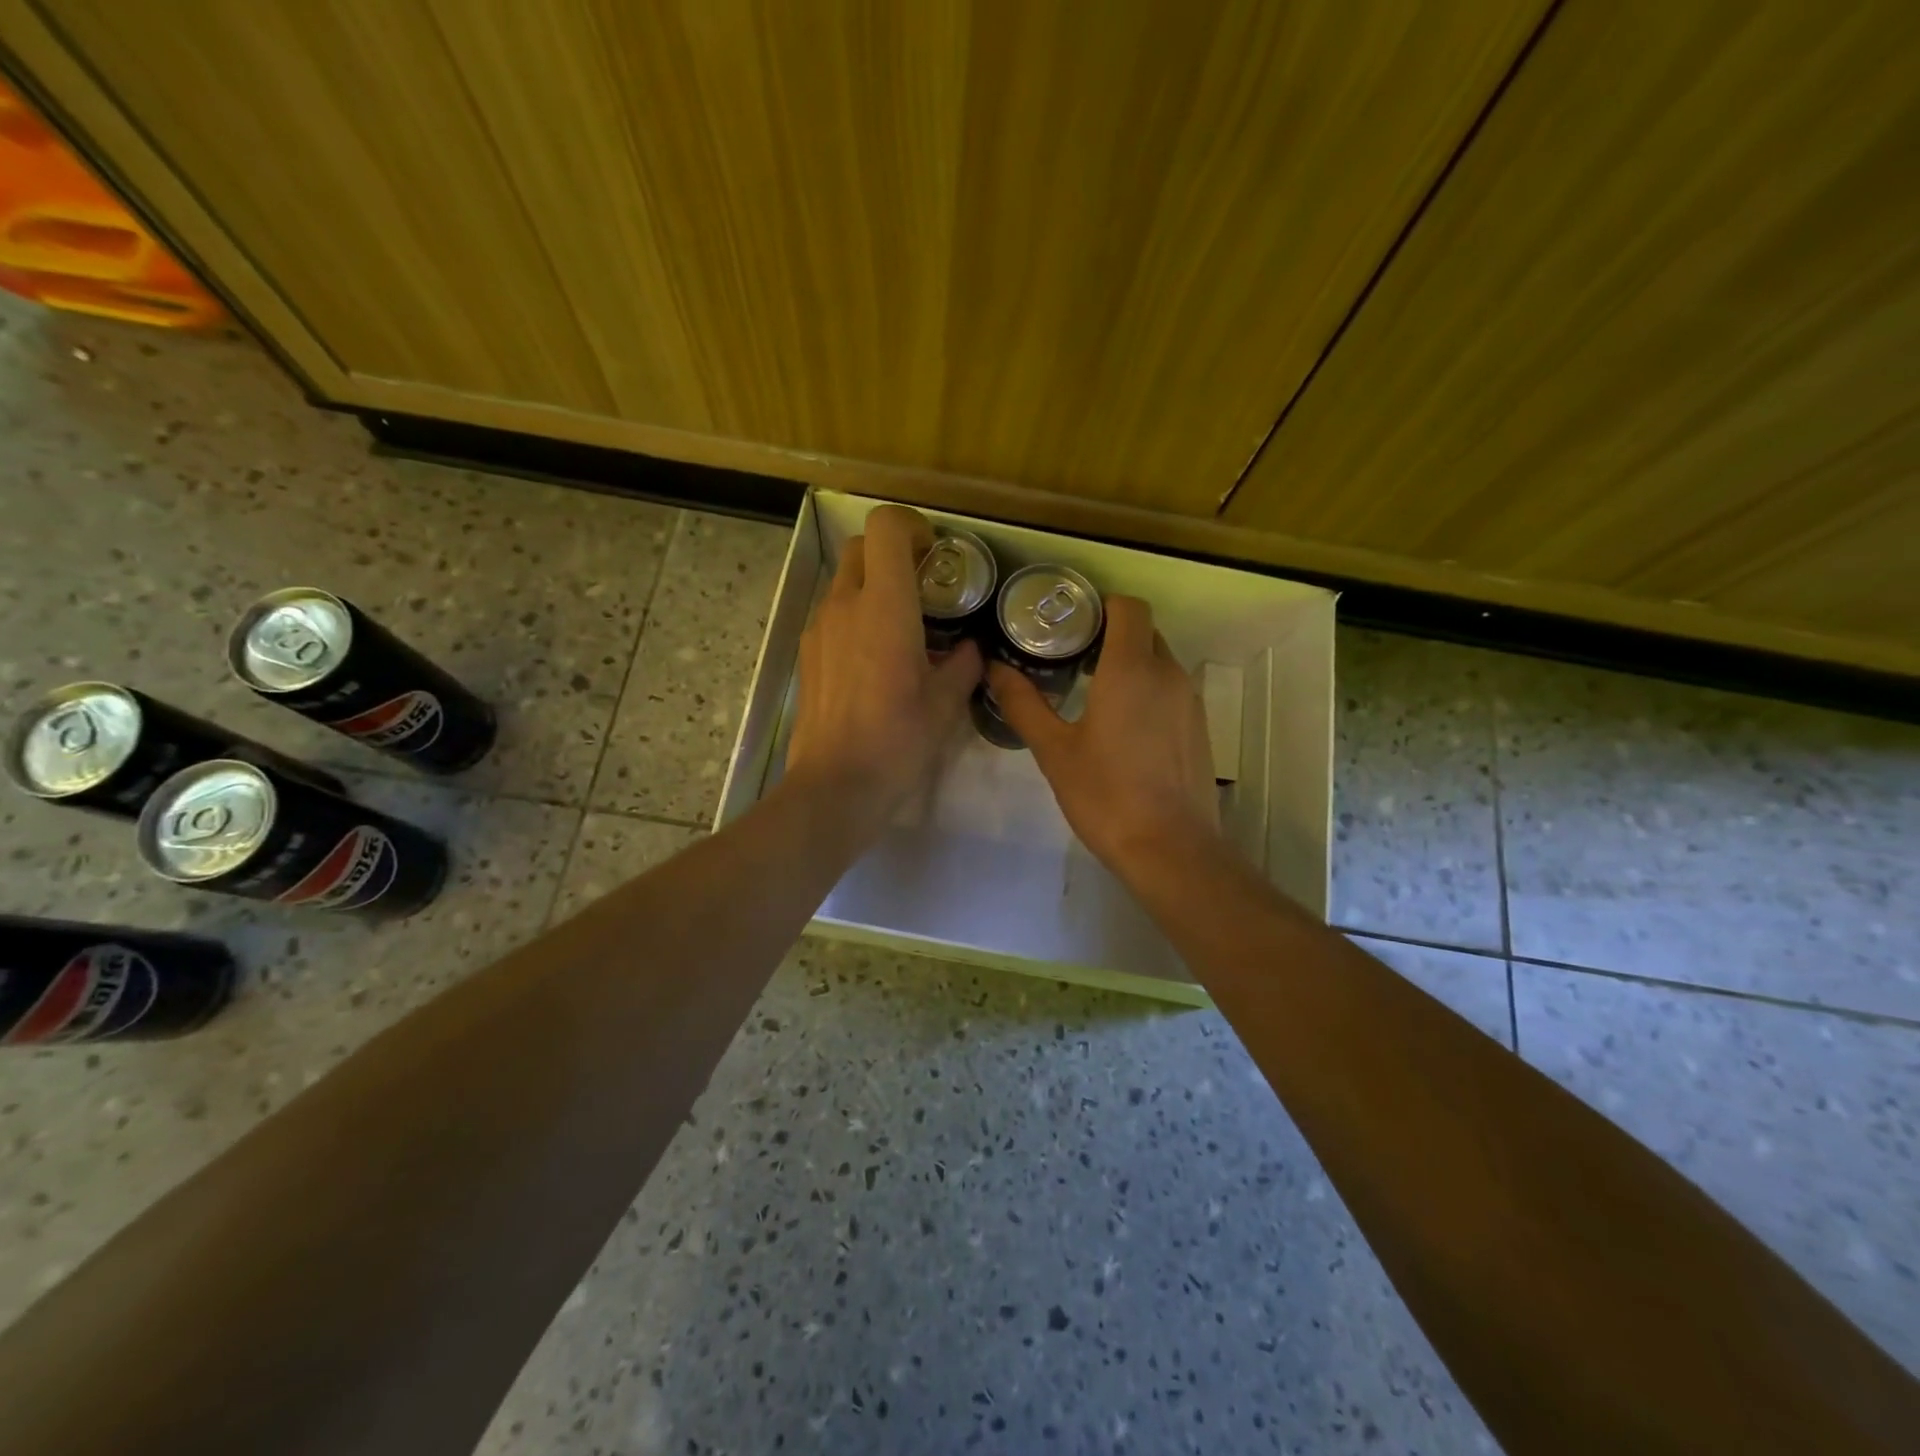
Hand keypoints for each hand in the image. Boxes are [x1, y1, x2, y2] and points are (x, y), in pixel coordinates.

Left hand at [784, 505, 981, 832]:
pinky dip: (856, 617)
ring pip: (845, 582)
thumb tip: (969, 650)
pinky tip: (876, 661)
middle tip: (924, 587)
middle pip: (861, 547)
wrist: (835, 786)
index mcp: (884, 606)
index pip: (885, 527)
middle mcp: (844, 605)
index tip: (934, 554)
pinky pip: (833, 615)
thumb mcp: (945, 704)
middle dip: (893, 553)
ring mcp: (819, 629)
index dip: (912, 526)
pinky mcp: (807, 654)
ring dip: (873, 587)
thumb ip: (962, 665)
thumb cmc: (897, 741)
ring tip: (903, 629)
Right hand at [987, 594, 1222, 883]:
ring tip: (1092, 691)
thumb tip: (994, 668)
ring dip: (1129, 663)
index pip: (1128, 607)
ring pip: (1159, 661)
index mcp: (1131, 668)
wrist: (1171, 849)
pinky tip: (1123, 727)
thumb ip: (1023, 703)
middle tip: (1070, 657)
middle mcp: (1167, 673)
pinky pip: (1171, 689)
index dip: (1100, 605)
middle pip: (1144, 631)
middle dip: (1110, 635)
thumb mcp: (1054, 750)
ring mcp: (1189, 701)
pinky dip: (1147, 690)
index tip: (1070, 624)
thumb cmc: (1105, 794)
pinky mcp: (1199, 727)